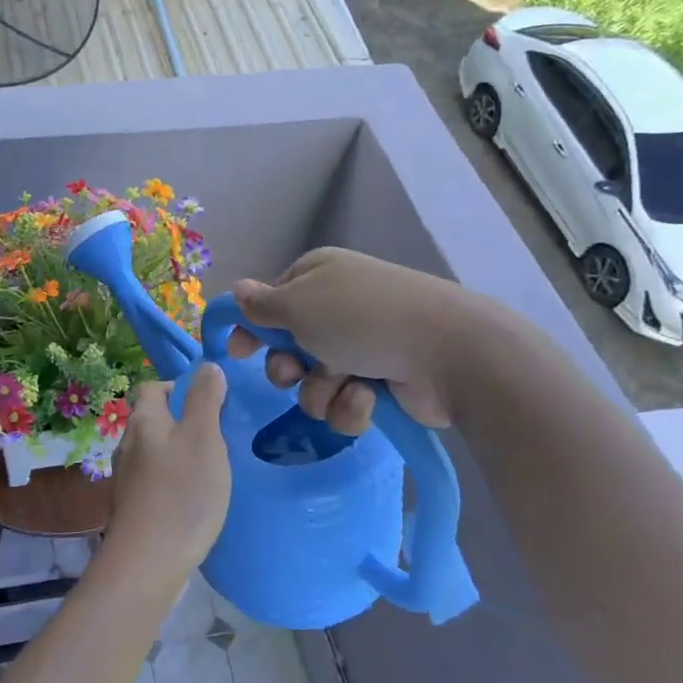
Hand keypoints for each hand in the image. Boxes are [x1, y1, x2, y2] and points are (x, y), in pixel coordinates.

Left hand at [102, 364, 230, 581]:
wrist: (149, 561)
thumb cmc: (182, 492)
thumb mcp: (203, 437)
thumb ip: (205, 399)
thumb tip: (206, 367)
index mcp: (143, 421)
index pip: (151, 387)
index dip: (177, 387)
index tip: (209, 402)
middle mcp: (128, 444)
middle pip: (153, 420)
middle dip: (183, 421)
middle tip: (218, 436)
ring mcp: (128, 478)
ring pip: (155, 452)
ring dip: (180, 453)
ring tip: (213, 467)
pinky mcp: (134, 507)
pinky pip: (156, 481)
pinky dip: (175, 481)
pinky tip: (196, 498)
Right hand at [225, 248, 486, 434]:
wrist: (446, 352)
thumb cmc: (361, 318)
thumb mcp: (298, 304)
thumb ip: (261, 305)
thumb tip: (236, 290)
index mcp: (317, 277)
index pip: (270, 302)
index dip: (252, 328)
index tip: (236, 352)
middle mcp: (337, 309)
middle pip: (287, 348)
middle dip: (288, 368)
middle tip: (296, 373)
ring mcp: (361, 347)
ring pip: (313, 382)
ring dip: (321, 390)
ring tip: (345, 384)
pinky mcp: (381, 383)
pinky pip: (343, 403)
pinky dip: (350, 405)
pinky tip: (370, 396)